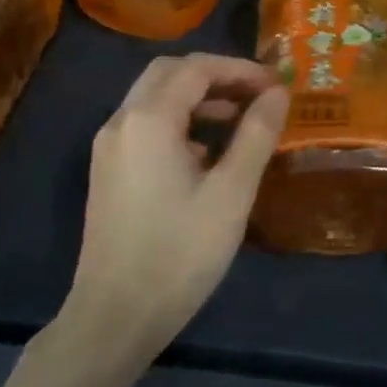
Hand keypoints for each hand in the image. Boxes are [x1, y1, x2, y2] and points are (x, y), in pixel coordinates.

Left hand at [66, 54, 288, 359]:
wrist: (115, 317)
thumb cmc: (180, 252)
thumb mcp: (231, 192)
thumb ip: (256, 134)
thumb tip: (278, 93)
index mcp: (149, 119)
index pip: (197, 68)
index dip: (240, 69)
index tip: (277, 85)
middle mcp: (122, 121)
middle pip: (170, 73)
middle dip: (216, 76)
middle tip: (257, 95)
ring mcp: (110, 147)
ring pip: (155, 99)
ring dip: (198, 98)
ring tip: (241, 121)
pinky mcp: (108, 171)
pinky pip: (146, 125)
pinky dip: (179, 122)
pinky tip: (208, 154)